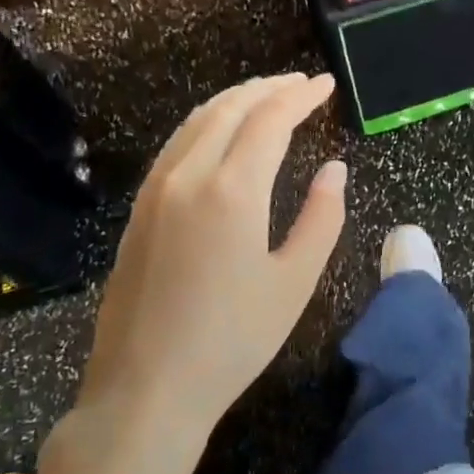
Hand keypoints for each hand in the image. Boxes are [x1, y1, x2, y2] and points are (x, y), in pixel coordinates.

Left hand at [51, 74, 346, 473]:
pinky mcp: (140, 210)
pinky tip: (222, 135)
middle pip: (230, 109)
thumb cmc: (233, 340)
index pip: (269, 120)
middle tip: (301, 84)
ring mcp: (156, 191)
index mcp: (232, 191)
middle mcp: (188, 176)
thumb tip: (333, 170)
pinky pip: (177, 145)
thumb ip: (321, 218)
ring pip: (197, 122)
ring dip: (235, 100)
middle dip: (269, 88)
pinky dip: (207, 124)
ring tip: (267, 97)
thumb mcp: (295, 282)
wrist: (146, 389)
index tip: (325, 84)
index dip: (300, 96)